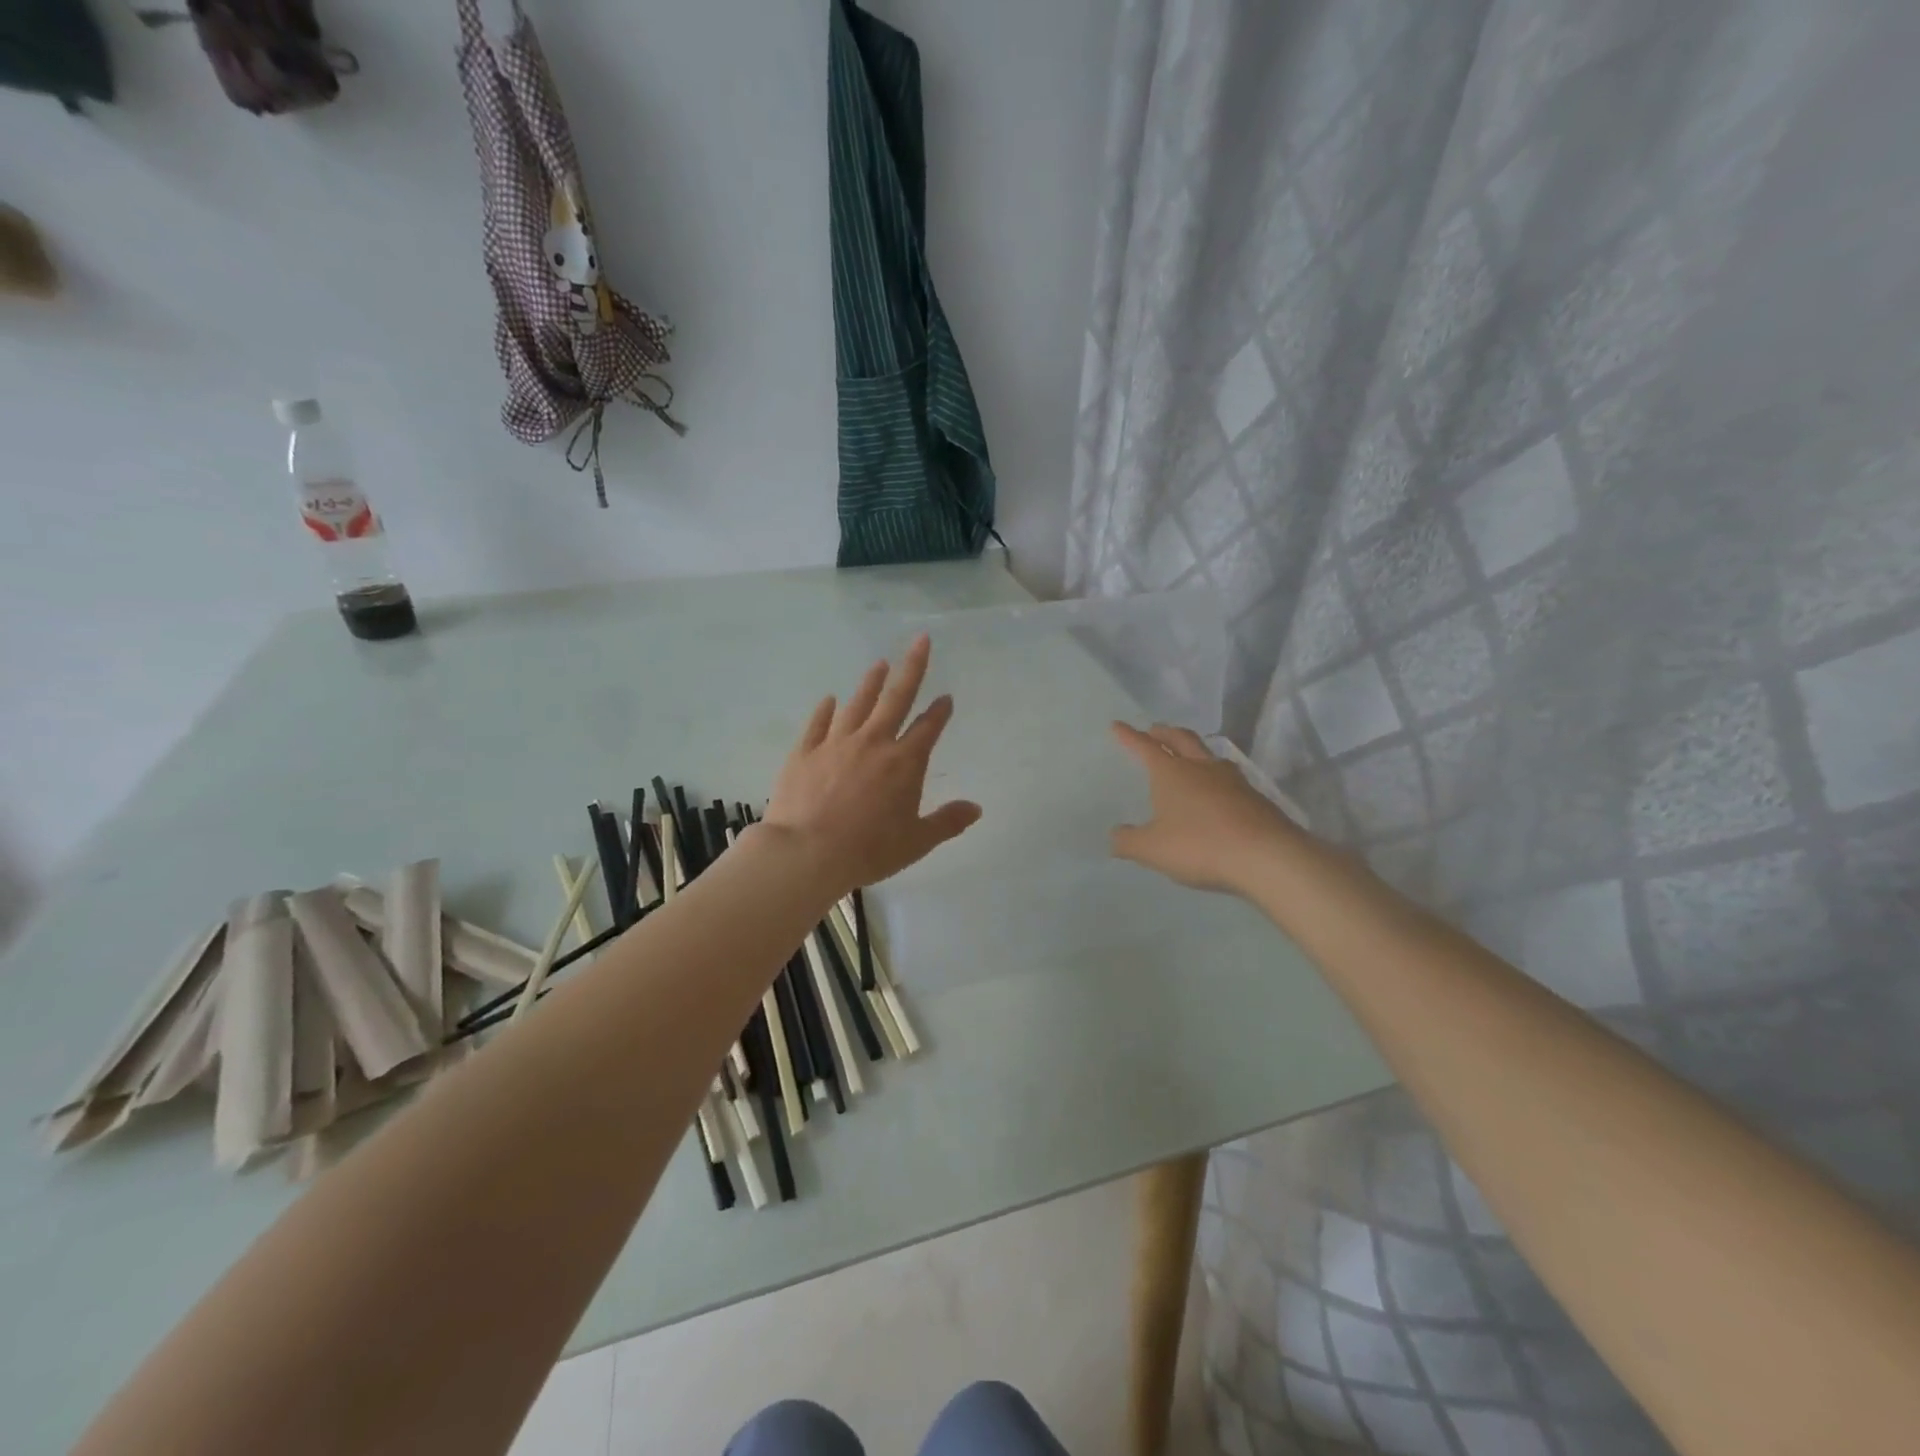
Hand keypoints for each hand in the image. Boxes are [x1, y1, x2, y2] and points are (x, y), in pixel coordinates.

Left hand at [762, 634, 981, 893]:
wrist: (806, 852)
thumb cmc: (868, 850)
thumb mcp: (916, 842)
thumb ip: (947, 822)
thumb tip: (976, 808)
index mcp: (904, 762)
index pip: (928, 728)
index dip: (939, 712)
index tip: (946, 698)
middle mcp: (873, 742)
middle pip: (896, 698)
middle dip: (912, 667)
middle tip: (920, 640)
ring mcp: (836, 743)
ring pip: (858, 704)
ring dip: (870, 682)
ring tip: (879, 664)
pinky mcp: (805, 751)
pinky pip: (818, 723)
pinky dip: (825, 710)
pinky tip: (829, 700)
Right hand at [1109, 721, 1295, 893]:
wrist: (1266, 856)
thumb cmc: (1199, 845)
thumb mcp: (1152, 849)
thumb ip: (1128, 841)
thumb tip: (1115, 835)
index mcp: (1171, 772)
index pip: (1145, 747)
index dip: (1129, 736)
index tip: (1118, 725)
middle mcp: (1201, 767)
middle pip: (1181, 739)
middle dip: (1164, 733)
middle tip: (1154, 730)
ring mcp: (1232, 780)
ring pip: (1208, 755)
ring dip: (1194, 750)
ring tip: (1188, 756)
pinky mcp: (1254, 798)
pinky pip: (1228, 778)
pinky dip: (1214, 776)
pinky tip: (1216, 791)